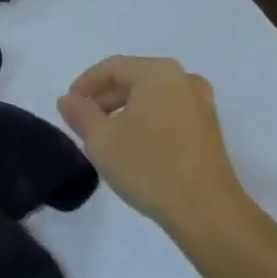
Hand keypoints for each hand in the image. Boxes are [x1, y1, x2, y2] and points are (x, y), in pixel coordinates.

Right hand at [57, 56, 251, 234]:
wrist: (206, 210)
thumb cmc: (149, 166)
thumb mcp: (101, 140)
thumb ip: (80, 114)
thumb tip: (68, 99)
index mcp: (158, 73)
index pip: (112, 67)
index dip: (85, 83)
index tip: (68, 105)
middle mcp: (183, 79)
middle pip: (134, 79)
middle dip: (104, 97)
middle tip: (83, 121)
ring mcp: (201, 104)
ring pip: (151, 97)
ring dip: (124, 110)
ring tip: (104, 135)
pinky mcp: (208, 128)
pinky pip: (168, 112)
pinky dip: (146, 120)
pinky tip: (132, 145)